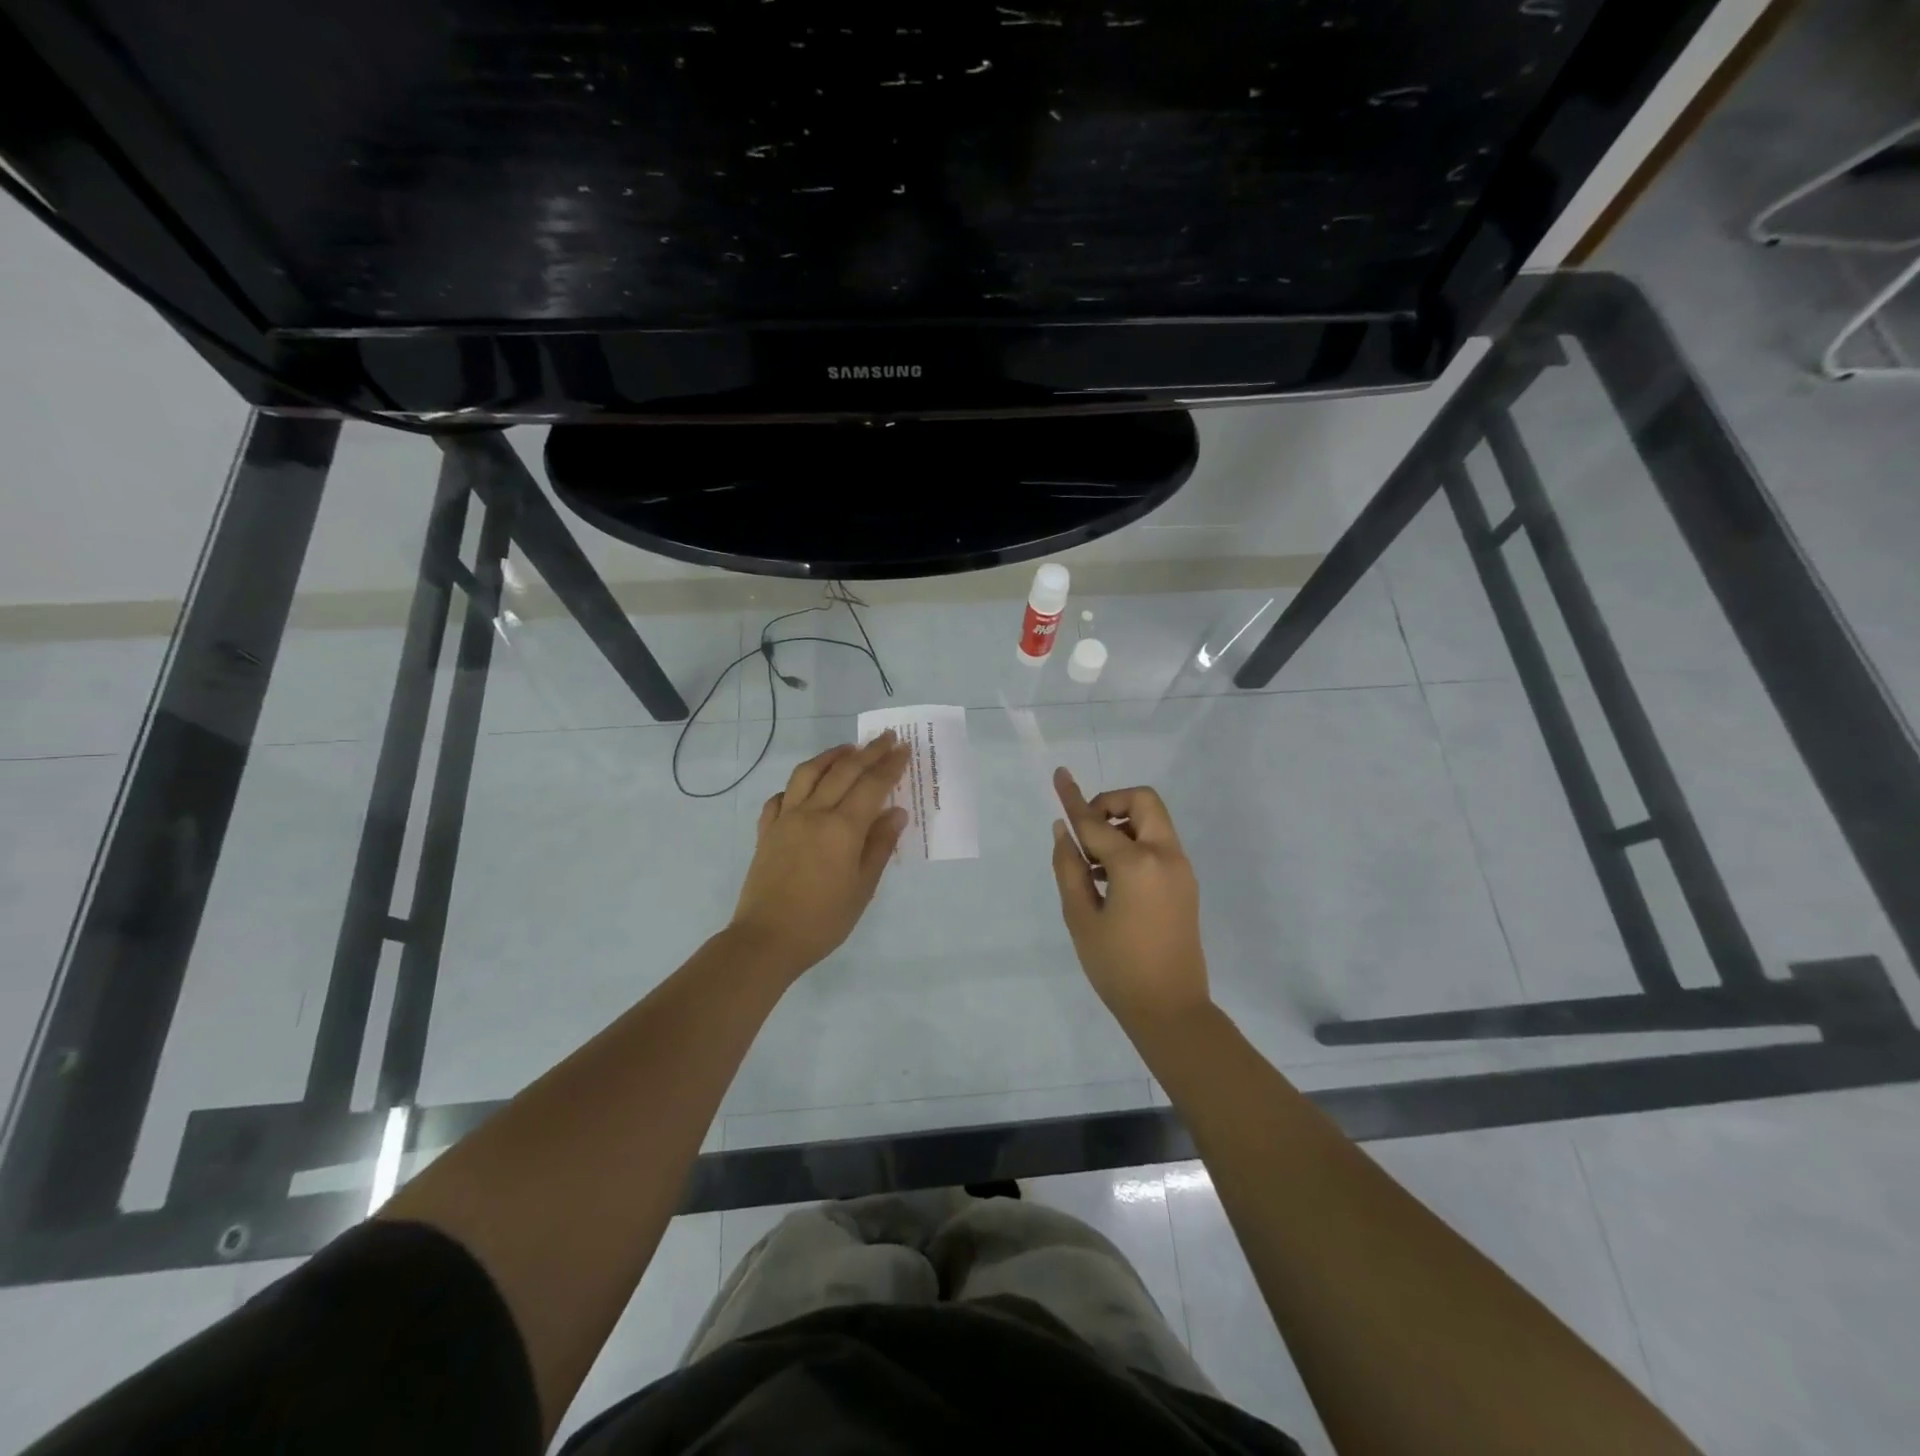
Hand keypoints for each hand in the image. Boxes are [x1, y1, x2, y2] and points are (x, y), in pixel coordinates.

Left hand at [729, 731, 910, 978]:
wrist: (766, 940)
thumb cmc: (823, 920)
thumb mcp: (863, 888)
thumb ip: (879, 846)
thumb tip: (896, 813)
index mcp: (842, 828)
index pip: (872, 786)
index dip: (890, 765)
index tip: (903, 748)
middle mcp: (813, 813)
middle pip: (843, 771)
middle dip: (868, 752)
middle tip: (885, 737)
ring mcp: (785, 819)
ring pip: (807, 773)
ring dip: (830, 756)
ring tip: (847, 749)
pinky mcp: (766, 831)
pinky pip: (780, 797)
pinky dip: (796, 786)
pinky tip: (804, 788)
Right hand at [1050, 768, 1210, 1031]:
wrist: (1171, 1009)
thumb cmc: (1117, 967)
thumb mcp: (1081, 918)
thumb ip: (1069, 868)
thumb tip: (1063, 830)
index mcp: (1137, 864)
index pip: (1096, 822)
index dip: (1073, 798)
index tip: (1059, 774)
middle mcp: (1165, 856)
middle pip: (1142, 801)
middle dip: (1111, 803)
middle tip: (1086, 831)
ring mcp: (1181, 869)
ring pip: (1153, 821)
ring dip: (1123, 824)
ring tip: (1094, 864)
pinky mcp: (1186, 883)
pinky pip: (1159, 844)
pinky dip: (1135, 844)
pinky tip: (1110, 878)